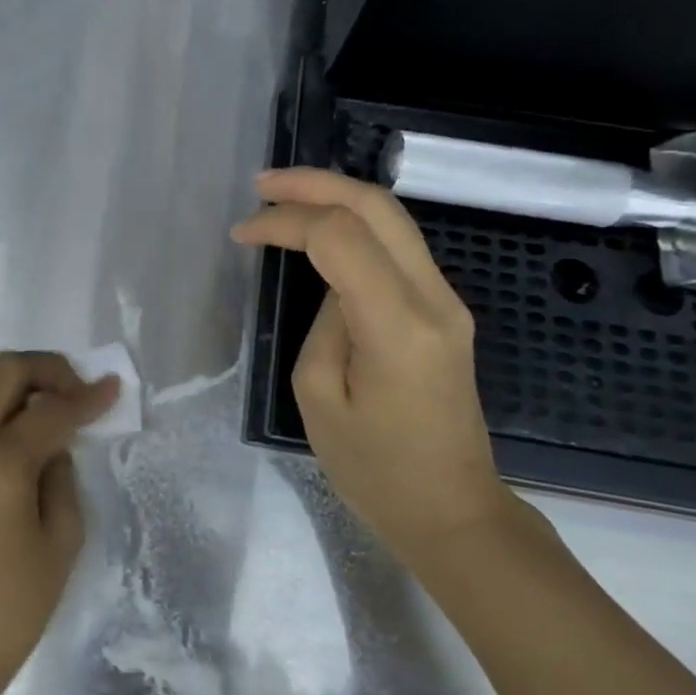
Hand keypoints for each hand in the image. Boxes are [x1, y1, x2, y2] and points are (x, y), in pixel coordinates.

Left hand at [0, 351, 119, 694]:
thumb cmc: (8, 610)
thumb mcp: (60, 544)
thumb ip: (62, 477)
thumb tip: (55, 441)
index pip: (51, 410)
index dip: (88, 397)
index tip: (113, 388)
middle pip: (4, 371)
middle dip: (47, 370)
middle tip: (76, 392)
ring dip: (6, 377)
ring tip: (35, 403)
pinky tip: (3, 425)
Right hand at [232, 168, 520, 562]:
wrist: (453, 510)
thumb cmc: (376, 470)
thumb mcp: (320, 399)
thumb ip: (323, 325)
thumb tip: (331, 287)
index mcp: (398, 326)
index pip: (341, 237)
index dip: (285, 222)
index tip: (242, 234)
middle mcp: (434, 299)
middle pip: (378, 207)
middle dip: (315, 184)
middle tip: (262, 184)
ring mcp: (448, 302)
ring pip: (394, 220)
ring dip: (337, 198)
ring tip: (283, 198)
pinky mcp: (445, 312)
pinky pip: (398, 249)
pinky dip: (355, 227)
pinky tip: (321, 232)